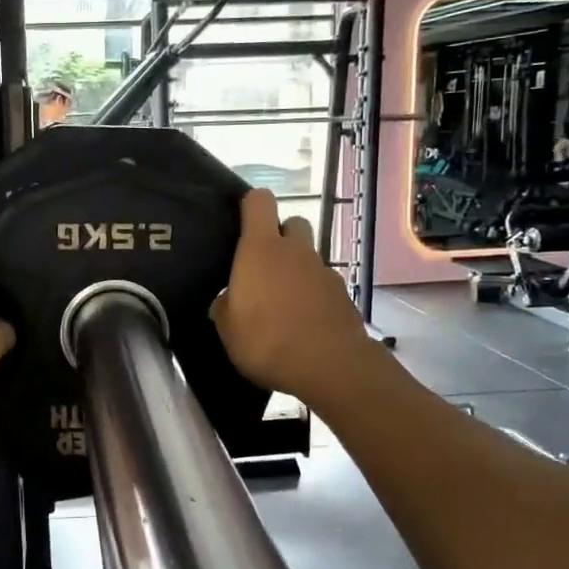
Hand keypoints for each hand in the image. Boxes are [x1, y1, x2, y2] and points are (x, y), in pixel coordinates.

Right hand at [210, 189, 376, 406]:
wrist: (330, 367)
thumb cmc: (267, 341)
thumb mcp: (228, 329)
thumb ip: (224, 307)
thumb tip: (226, 300)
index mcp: (261, 249)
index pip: (259, 202)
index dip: (250, 206)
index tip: (239, 222)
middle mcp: (296, 251)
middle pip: (293, 223)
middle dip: (280, 236)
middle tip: (263, 265)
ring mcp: (324, 272)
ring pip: (308, 257)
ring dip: (296, 271)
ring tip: (281, 304)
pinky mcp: (343, 296)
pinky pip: (322, 286)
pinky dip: (312, 296)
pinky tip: (302, 324)